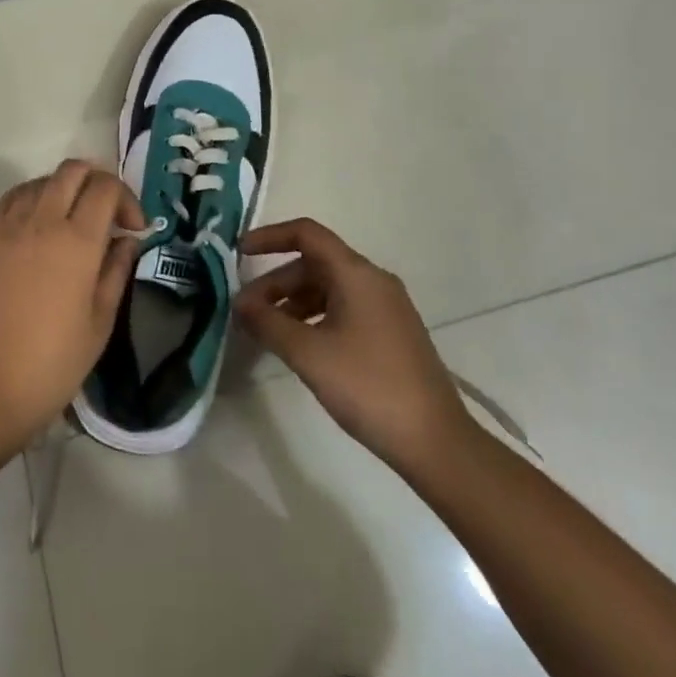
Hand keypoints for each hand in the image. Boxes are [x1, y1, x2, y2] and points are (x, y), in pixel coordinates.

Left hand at [0, 160, 142, 452]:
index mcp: (78, 241)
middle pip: (73, 170)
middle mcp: (42, 220)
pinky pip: (11, 199)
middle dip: (97, 181)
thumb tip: (127, 240)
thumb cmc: (50, 365)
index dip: (126, 199)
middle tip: (106, 214)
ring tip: (71, 220)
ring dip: (63, 188)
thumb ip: (116, 272)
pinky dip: (31, 199)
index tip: (133, 228)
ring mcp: (7, 227)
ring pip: (40, 180)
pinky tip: (36, 227)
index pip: (106, 188)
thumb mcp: (99, 324)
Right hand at [235, 219, 475, 476]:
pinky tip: (301, 346)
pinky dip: (315, 317)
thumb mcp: (309, 354)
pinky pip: (344, 309)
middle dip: (276, 282)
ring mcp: (386, 307)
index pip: (307, 234)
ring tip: (267, 331)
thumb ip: (268, 323)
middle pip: (315, 264)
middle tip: (246, 311)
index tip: (239, 253)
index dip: (270, 237)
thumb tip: (239, 302)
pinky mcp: (391, 333)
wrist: (436, 442)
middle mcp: (373, 280)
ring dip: (293, 302)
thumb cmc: (368, 387)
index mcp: (356, 273)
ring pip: (329, 288)